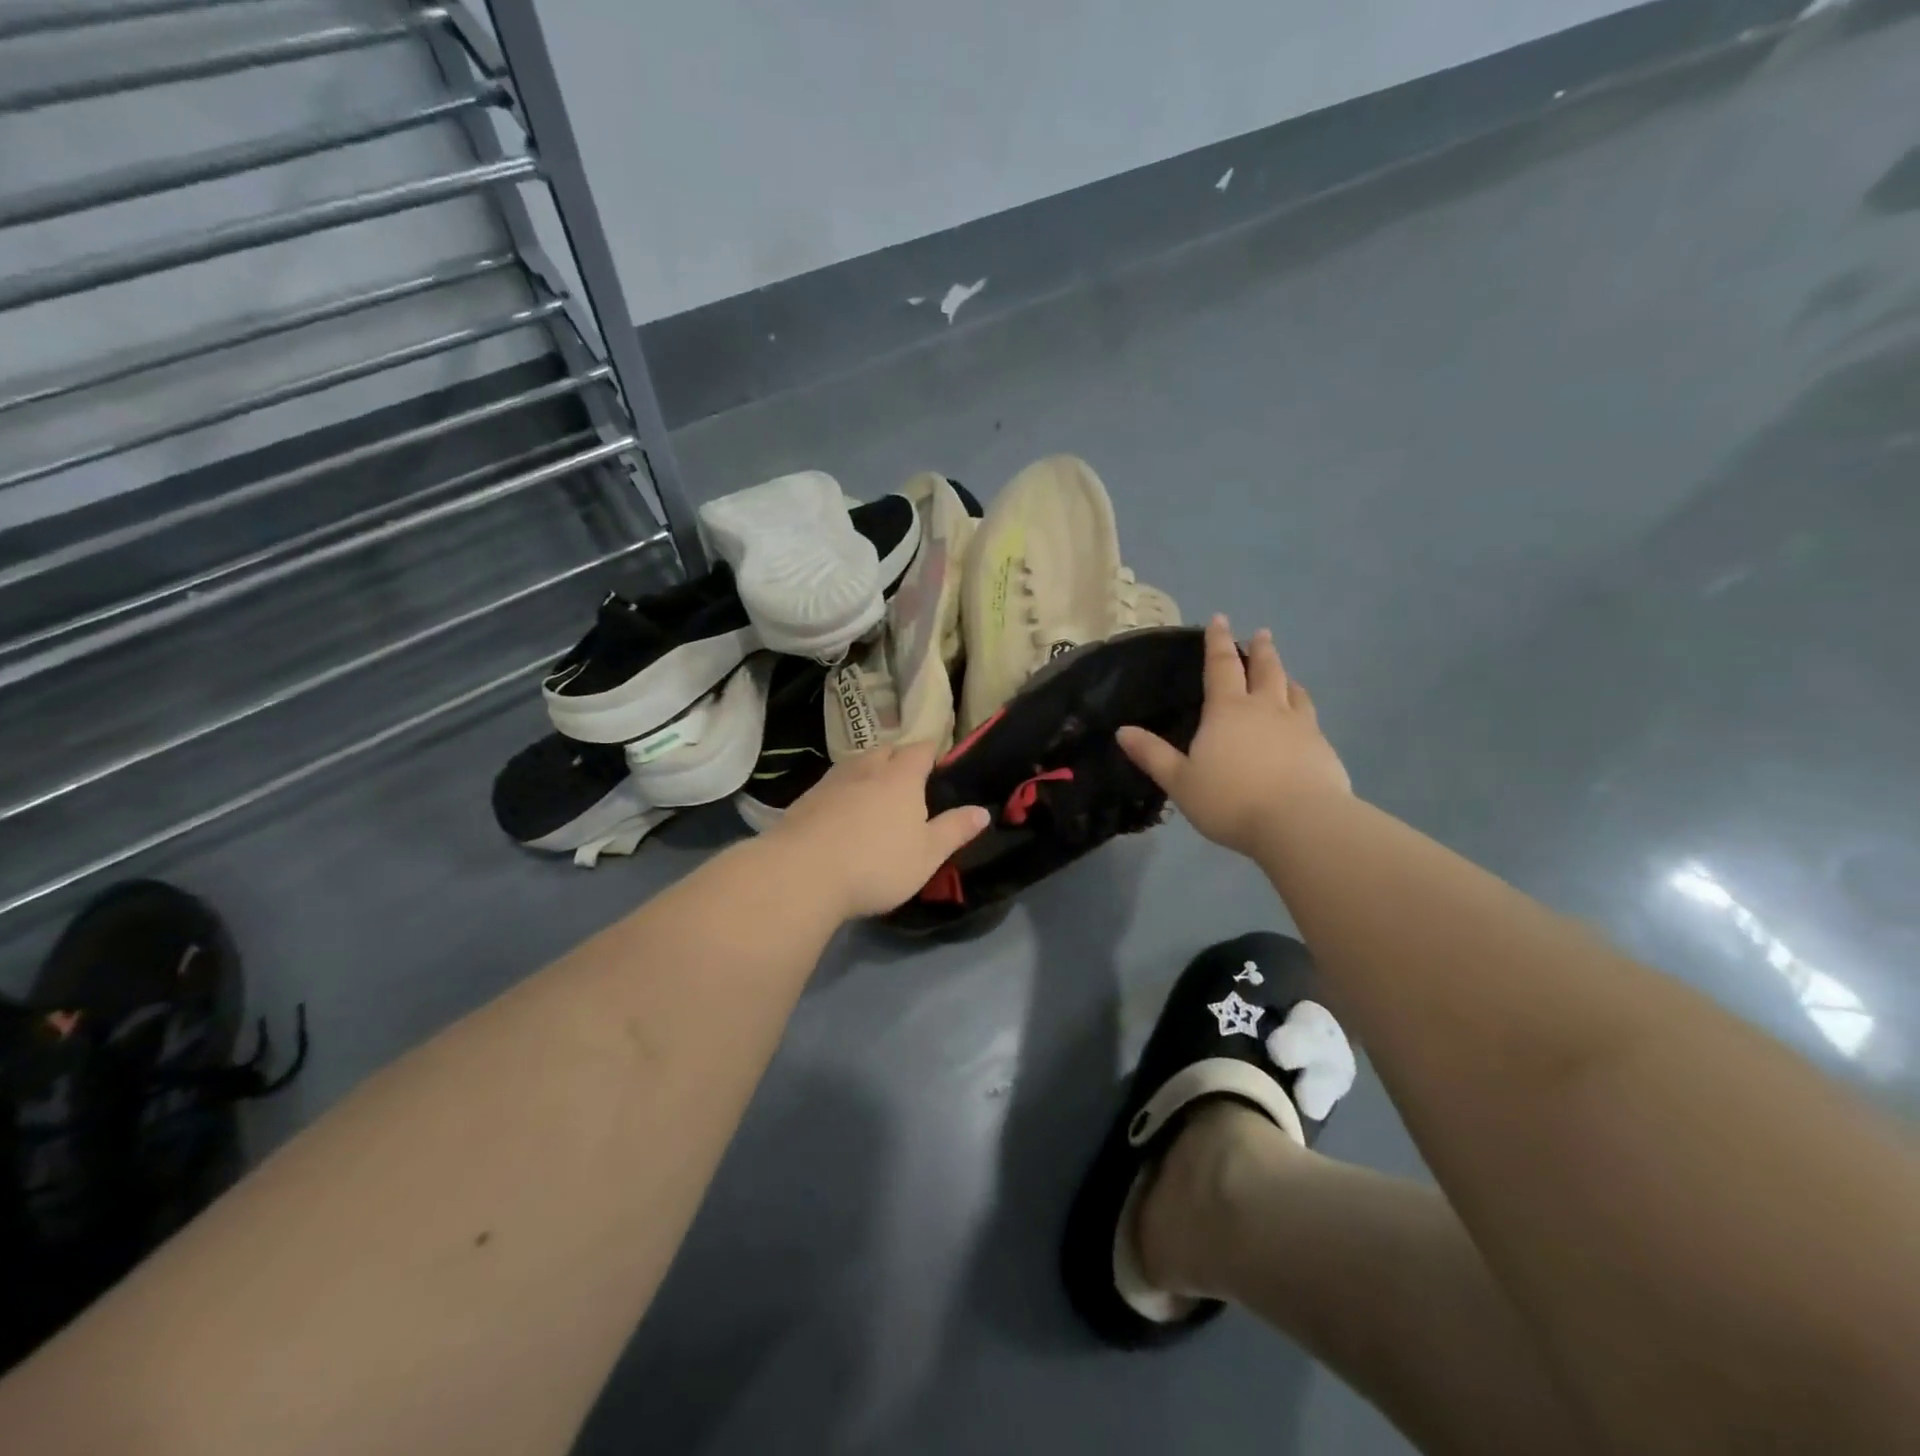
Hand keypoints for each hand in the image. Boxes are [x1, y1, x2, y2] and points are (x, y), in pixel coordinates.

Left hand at [766, 740, 990, 919]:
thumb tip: (982, 811)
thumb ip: (954, 830)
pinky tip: (842, 811)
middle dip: (899, 756)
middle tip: (908, 776)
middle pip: (886, 750)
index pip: (920, 750)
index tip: (937, 759)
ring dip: (869, 770)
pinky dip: (844, 789)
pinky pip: (832, 783)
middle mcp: (866, 769)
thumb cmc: (876, 864)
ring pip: (856, 763)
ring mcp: (832, 782)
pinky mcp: (805, 799)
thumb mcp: (927, 855)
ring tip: (875, 790)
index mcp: (901, 778)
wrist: (802, 874)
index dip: (931, 751)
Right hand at [1118, 614, 1349, 857]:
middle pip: (1264, 669)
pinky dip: (1303, 708)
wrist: (1299, 823)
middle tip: (1261, 634)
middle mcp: (1265, 708)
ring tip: (1284, 674)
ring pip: (1292, 690)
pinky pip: (1311, 718)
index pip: (1221, 665)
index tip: (1219, 619)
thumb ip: (1152, 755)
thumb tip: (1122, 731)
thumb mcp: (1180, 781)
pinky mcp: (1322, 748)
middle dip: (1260, 650)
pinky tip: (1304, 720)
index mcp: (1227, 710)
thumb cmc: (1230, 800)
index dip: (1218, 642)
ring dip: (1285, 677)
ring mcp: (1299, 726)